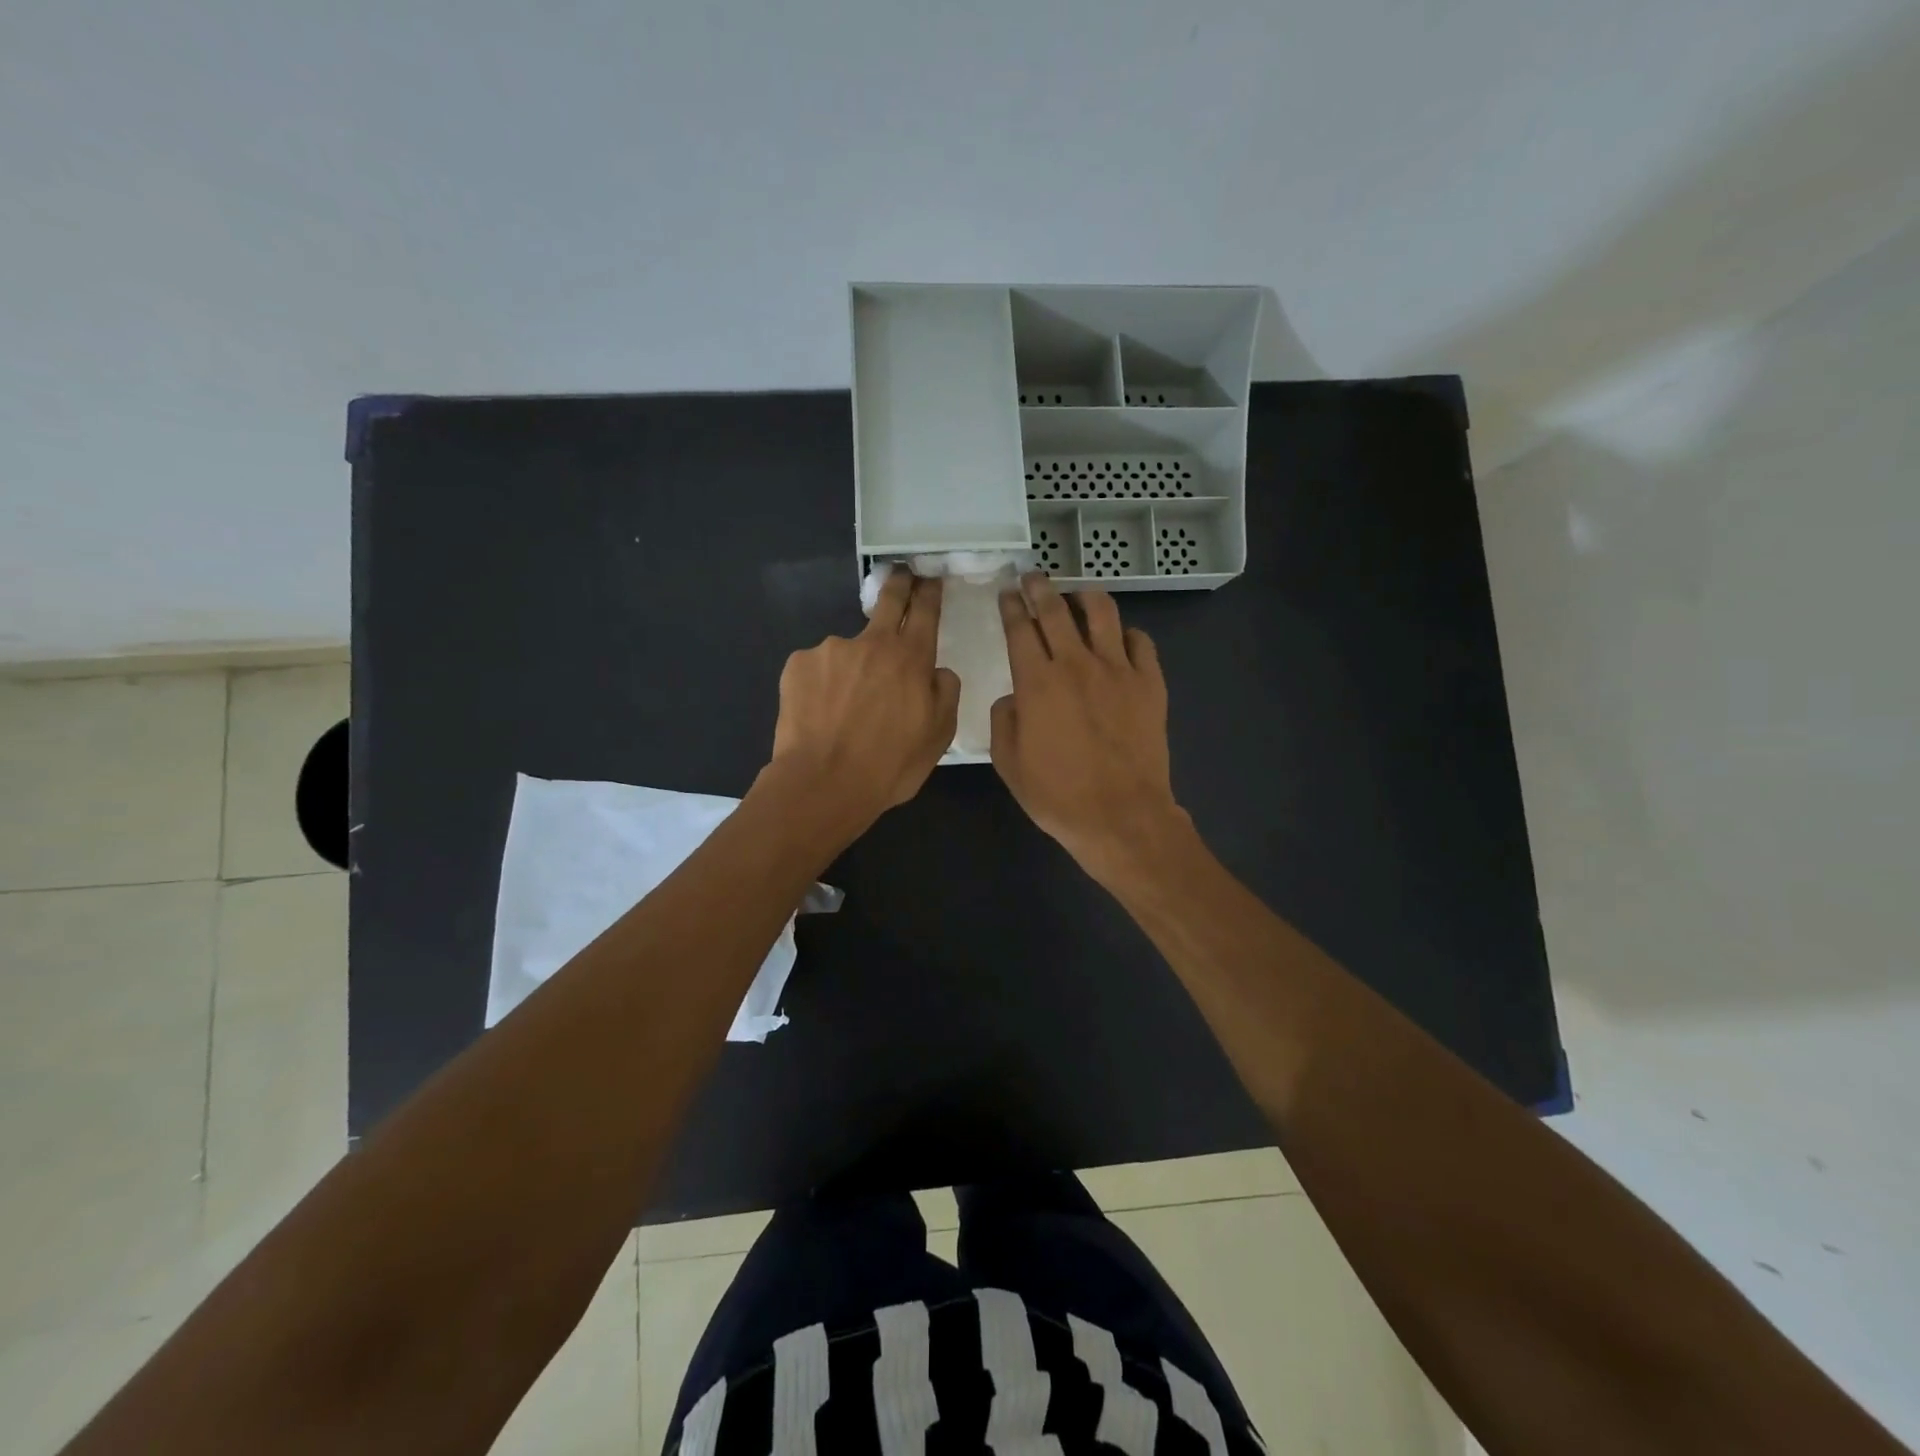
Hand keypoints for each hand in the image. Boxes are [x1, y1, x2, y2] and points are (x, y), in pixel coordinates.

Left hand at [766, 568, 959, 831]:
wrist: (822, 784)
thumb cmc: (889, 766)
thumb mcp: (938, 737)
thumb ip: (945, 694)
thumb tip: (937, 672)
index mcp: (911, 659)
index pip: (925, 611)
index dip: (929, 592)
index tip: (930, 578)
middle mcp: (872, 643)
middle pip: (888, 601)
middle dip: (899, 584)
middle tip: (901, 576)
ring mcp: (831, 650)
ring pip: (849, 650)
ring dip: (853, 667)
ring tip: (845, 707)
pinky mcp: (798, 664)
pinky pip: (818, 669)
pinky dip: (823, 684)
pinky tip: (821, 713)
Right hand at [991, 573, 1188, 882]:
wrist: (1120, 816)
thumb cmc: (1057, 796)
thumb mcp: (1008, 763)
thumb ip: (1004, 719)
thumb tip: (1014, 696)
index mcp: (1037, 682)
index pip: (1020, 629)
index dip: (1011, 607)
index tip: (1007, 593)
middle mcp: (1076, 664)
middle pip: (1056, 610)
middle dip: (1040, 588)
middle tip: (1033, 577)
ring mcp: (1118, 670)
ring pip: (1102, 613)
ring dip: (1085, 596)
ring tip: (1077, 594)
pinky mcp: (1149, 683)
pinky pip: (1140, 642)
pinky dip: (1126, 634)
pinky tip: (1119, 639)